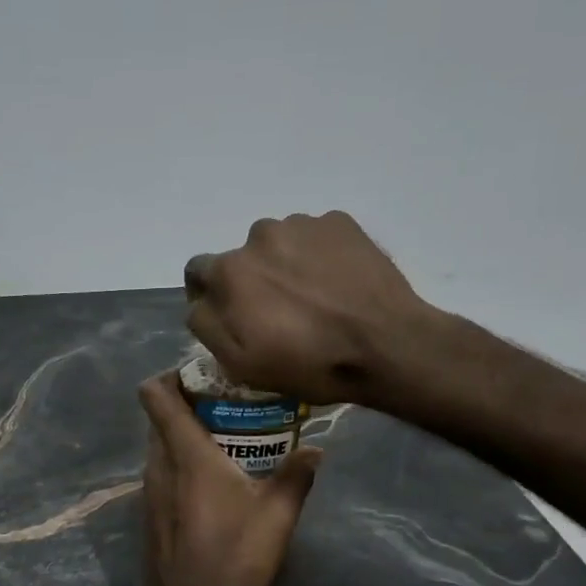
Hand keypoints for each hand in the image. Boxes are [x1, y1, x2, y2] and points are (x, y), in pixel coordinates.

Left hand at [138, 373, 320, 585]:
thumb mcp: (277, 515)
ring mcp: (149, 493)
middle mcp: (158, 466)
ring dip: (183, 439)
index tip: (203, 377)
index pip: (156, 396)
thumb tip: (316, 449)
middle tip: (227, 409)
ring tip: (224, 445)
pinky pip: (160, 476)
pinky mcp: (149, 517)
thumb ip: (297, 476)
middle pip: (159, 419)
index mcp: (185, 454)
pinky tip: (211, 487)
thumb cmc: (235, 556)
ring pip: (158, 448)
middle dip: (187, 406)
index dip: (170, 376)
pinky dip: (179, 467)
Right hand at [183, 211, 433, 405]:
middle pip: (244, 257)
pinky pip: (317, 237)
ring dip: (287, 265)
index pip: (198, 271)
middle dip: (254, 281)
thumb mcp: (241, 363)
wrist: (386, 345)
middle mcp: (259, 235)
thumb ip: (207, 324)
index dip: (209, 294)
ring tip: (314, 298)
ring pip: (280, 244)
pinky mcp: (341, 223)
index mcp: (230, 270)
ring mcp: (304, 224)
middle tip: (280, 312)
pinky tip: (339, 285)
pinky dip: (320, 256)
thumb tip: (200, 302)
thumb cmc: (308, 362)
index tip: (232, 315)